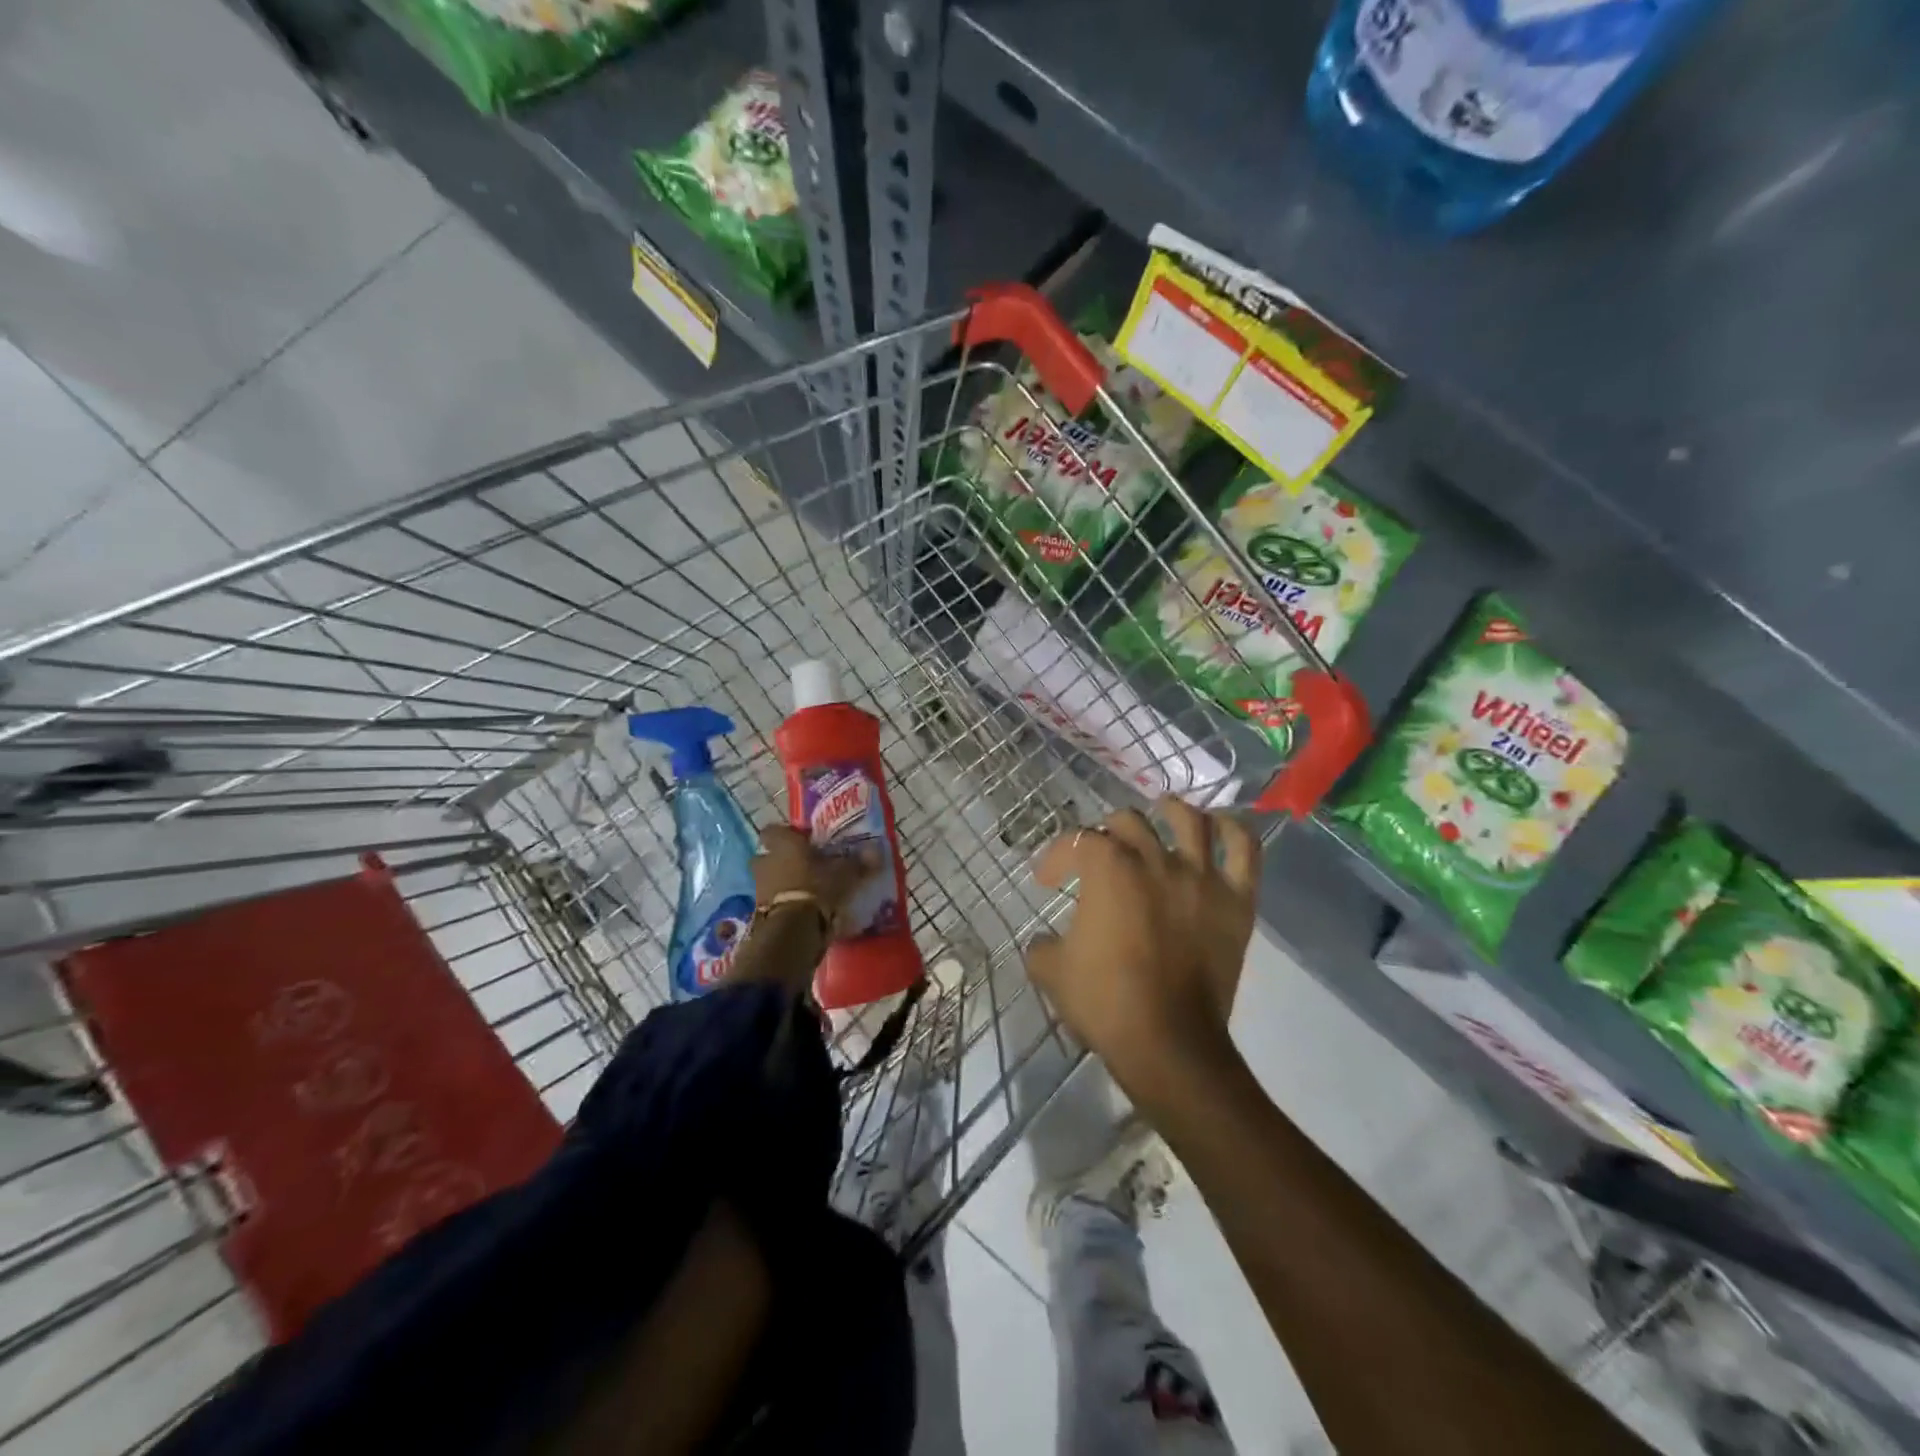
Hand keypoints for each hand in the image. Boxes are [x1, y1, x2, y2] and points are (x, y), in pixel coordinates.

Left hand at [751, 824, 878, 935]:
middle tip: (802, 867)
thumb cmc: (818, 887)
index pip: (773, 831)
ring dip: (781, 885)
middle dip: (780, 861)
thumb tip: (876, 851)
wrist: (793, 929)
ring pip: (768, 881)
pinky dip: (783, 906)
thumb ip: (859, 862)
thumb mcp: (845, 873)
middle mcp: (766, 862)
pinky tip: (801, 912)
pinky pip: (772, 904)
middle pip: (767, 857)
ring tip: (805, 892)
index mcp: (783, 845)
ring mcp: (759, 889)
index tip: (802, 841)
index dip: (786, 835)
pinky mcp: (759, 913)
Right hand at [1023, 797, 1260, 1100]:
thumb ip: (1041, 945)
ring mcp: (1201, 877)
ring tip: (1163, 811)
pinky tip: (1219, 825)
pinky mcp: (1237, 900)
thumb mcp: (1050, 972)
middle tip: (1100, 854)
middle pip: (1129, 822)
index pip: (1077, 842)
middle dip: (1106, 832)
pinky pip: (1244, 850)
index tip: (1047, 881)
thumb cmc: (1106, 1002)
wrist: (1168, 1043)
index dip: (1057, 857)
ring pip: (1189, 821)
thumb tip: (1045, 940)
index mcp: (1108, 869)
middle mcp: (1155, 859)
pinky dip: (1233, 830)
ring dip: (1171, 810)